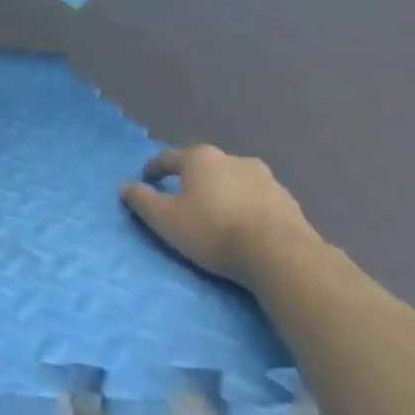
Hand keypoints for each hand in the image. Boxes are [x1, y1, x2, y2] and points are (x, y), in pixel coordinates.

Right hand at [120, 145, 319, 287]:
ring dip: (223, 193)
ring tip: (218, 215)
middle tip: (184, 200)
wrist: (282, 255)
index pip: (168, 158)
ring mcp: (266, 178)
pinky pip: (257, 199)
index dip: (154, 170)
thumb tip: (126, 187)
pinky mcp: (288, 201)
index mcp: (200, 159)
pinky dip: (247, 207)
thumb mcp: (165, 219)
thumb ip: (142, 200)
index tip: (147, 181)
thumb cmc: (214, 231)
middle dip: (192, 180)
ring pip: (234, 181)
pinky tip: (245, 227)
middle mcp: (233, 159)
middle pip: (204, 167)